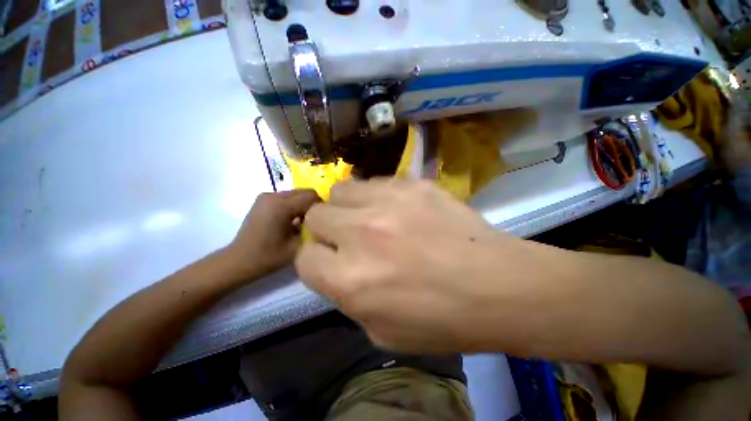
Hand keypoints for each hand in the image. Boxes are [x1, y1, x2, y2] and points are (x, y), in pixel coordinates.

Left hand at [227, 190, 319, 279]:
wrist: (239, 260)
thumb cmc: (268, 256)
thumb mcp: (297, 245)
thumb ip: (313, 228)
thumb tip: (323, 219)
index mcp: (281, 205)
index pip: (312, 196)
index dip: (321, 207)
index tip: (324, 220)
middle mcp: (273, 195)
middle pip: (304, 192)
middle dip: (313, 204)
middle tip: (315, 221)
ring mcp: (266, 196)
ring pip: (296, 194)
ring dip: (304, 205)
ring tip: (303, 222)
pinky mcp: (263, 200)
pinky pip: (287, 197)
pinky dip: (294, 205)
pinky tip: (292, 220)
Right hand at [295, 179, 553, 352]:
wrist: (498, 286)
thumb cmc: (442, 319)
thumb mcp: (381, 330)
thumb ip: (347, 297)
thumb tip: (336, 268)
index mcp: (350, 280)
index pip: (304, 259)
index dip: (316, 261)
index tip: (331, 261)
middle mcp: (361, 234)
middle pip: (316, 216)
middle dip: (326, 229)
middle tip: (350, 237)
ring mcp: (388, 203)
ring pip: (340, 190)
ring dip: (347, 206)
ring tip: (369, 217)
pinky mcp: (412, 185)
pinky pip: (375, 182)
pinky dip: (376, 196)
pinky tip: (397, 208)